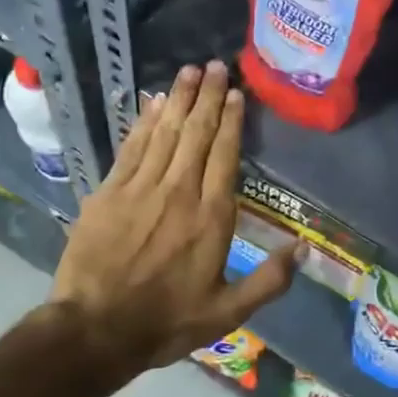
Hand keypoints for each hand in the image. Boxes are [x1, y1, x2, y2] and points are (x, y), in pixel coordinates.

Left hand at [50, 61, 300, 370]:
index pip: (225, 156)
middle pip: (197, 134)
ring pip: (166, 133)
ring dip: (179, 99)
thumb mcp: (227, 313)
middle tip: (216, 66)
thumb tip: (303, 249)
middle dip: (208, 97)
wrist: (94, 330)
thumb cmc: (166, 322)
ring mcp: (141, 189)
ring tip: (190, 71)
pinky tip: (154, 102)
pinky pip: (132, 147)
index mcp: (211, 218)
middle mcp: (179, 192)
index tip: (237, 94)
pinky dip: (144, 122)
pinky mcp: (109, 192)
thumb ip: (268, 281)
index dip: (232, 121)